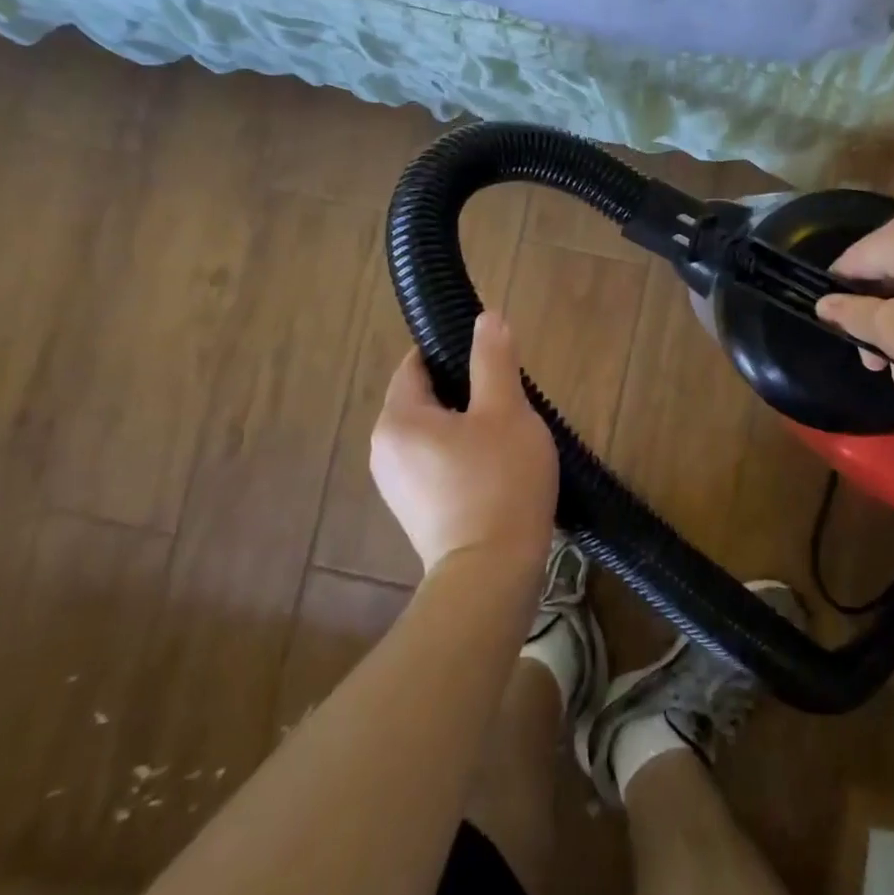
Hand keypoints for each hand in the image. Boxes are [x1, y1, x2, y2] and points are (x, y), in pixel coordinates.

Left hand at [369, 312, 558, 577]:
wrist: (492, 575)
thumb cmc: (499, 482)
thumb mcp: (506, 410)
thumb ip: (493, 360)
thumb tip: (487, 318)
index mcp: (398, 419)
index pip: (415, 365)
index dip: (451, 352)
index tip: (489, 358)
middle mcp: (384, 450)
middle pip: (424, 399)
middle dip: (465, 392)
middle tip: (508, 400)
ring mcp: (396, 486)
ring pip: (432, 433)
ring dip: (466, 426)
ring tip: (507, 436)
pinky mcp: (414, 512)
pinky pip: (435, 465)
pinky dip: (461, 456)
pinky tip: (495, 471)